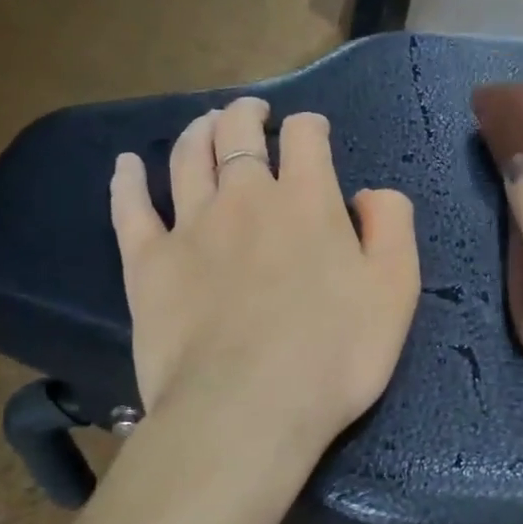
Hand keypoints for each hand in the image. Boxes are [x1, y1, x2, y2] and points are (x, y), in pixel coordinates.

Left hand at [110, 97, 420, 459]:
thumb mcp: (396, 290)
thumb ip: (392, 227)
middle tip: (252, 113)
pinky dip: (127, 181)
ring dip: (197, 132)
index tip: (314, 133)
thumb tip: (371, 193)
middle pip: (237, 133)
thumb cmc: (335, 354)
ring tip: (205, 125)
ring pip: (187, 158)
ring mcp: (190, 226)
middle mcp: (246, 197)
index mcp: (307, 200)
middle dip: (246, 115)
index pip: (305, 137)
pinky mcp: (148, 263)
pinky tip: (126, 166)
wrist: (248, 410)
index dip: (311, 126)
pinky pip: (130, 208)